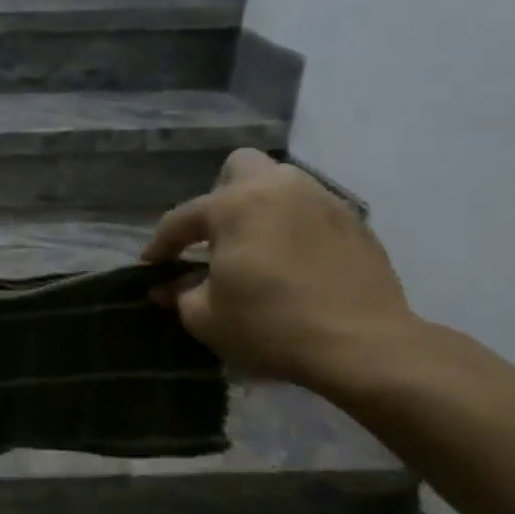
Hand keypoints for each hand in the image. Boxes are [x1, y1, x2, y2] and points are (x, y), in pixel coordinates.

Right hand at [142, 149, 419, 389]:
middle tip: (216, 236)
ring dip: (261, 207)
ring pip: (281, 184)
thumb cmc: (270, 326)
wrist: (362, 346)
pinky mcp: (355, 223)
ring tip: (256, 246)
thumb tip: (164, 288)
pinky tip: (294, 262)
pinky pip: (312, 210)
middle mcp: (278, 189)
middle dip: (220, 196)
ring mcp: (322, 201)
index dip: (161, 245)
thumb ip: (179, 294)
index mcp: (234, 206)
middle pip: (239, 167)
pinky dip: (295, 226)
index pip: (181, 219)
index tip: (152, 266)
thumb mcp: (206, 317)